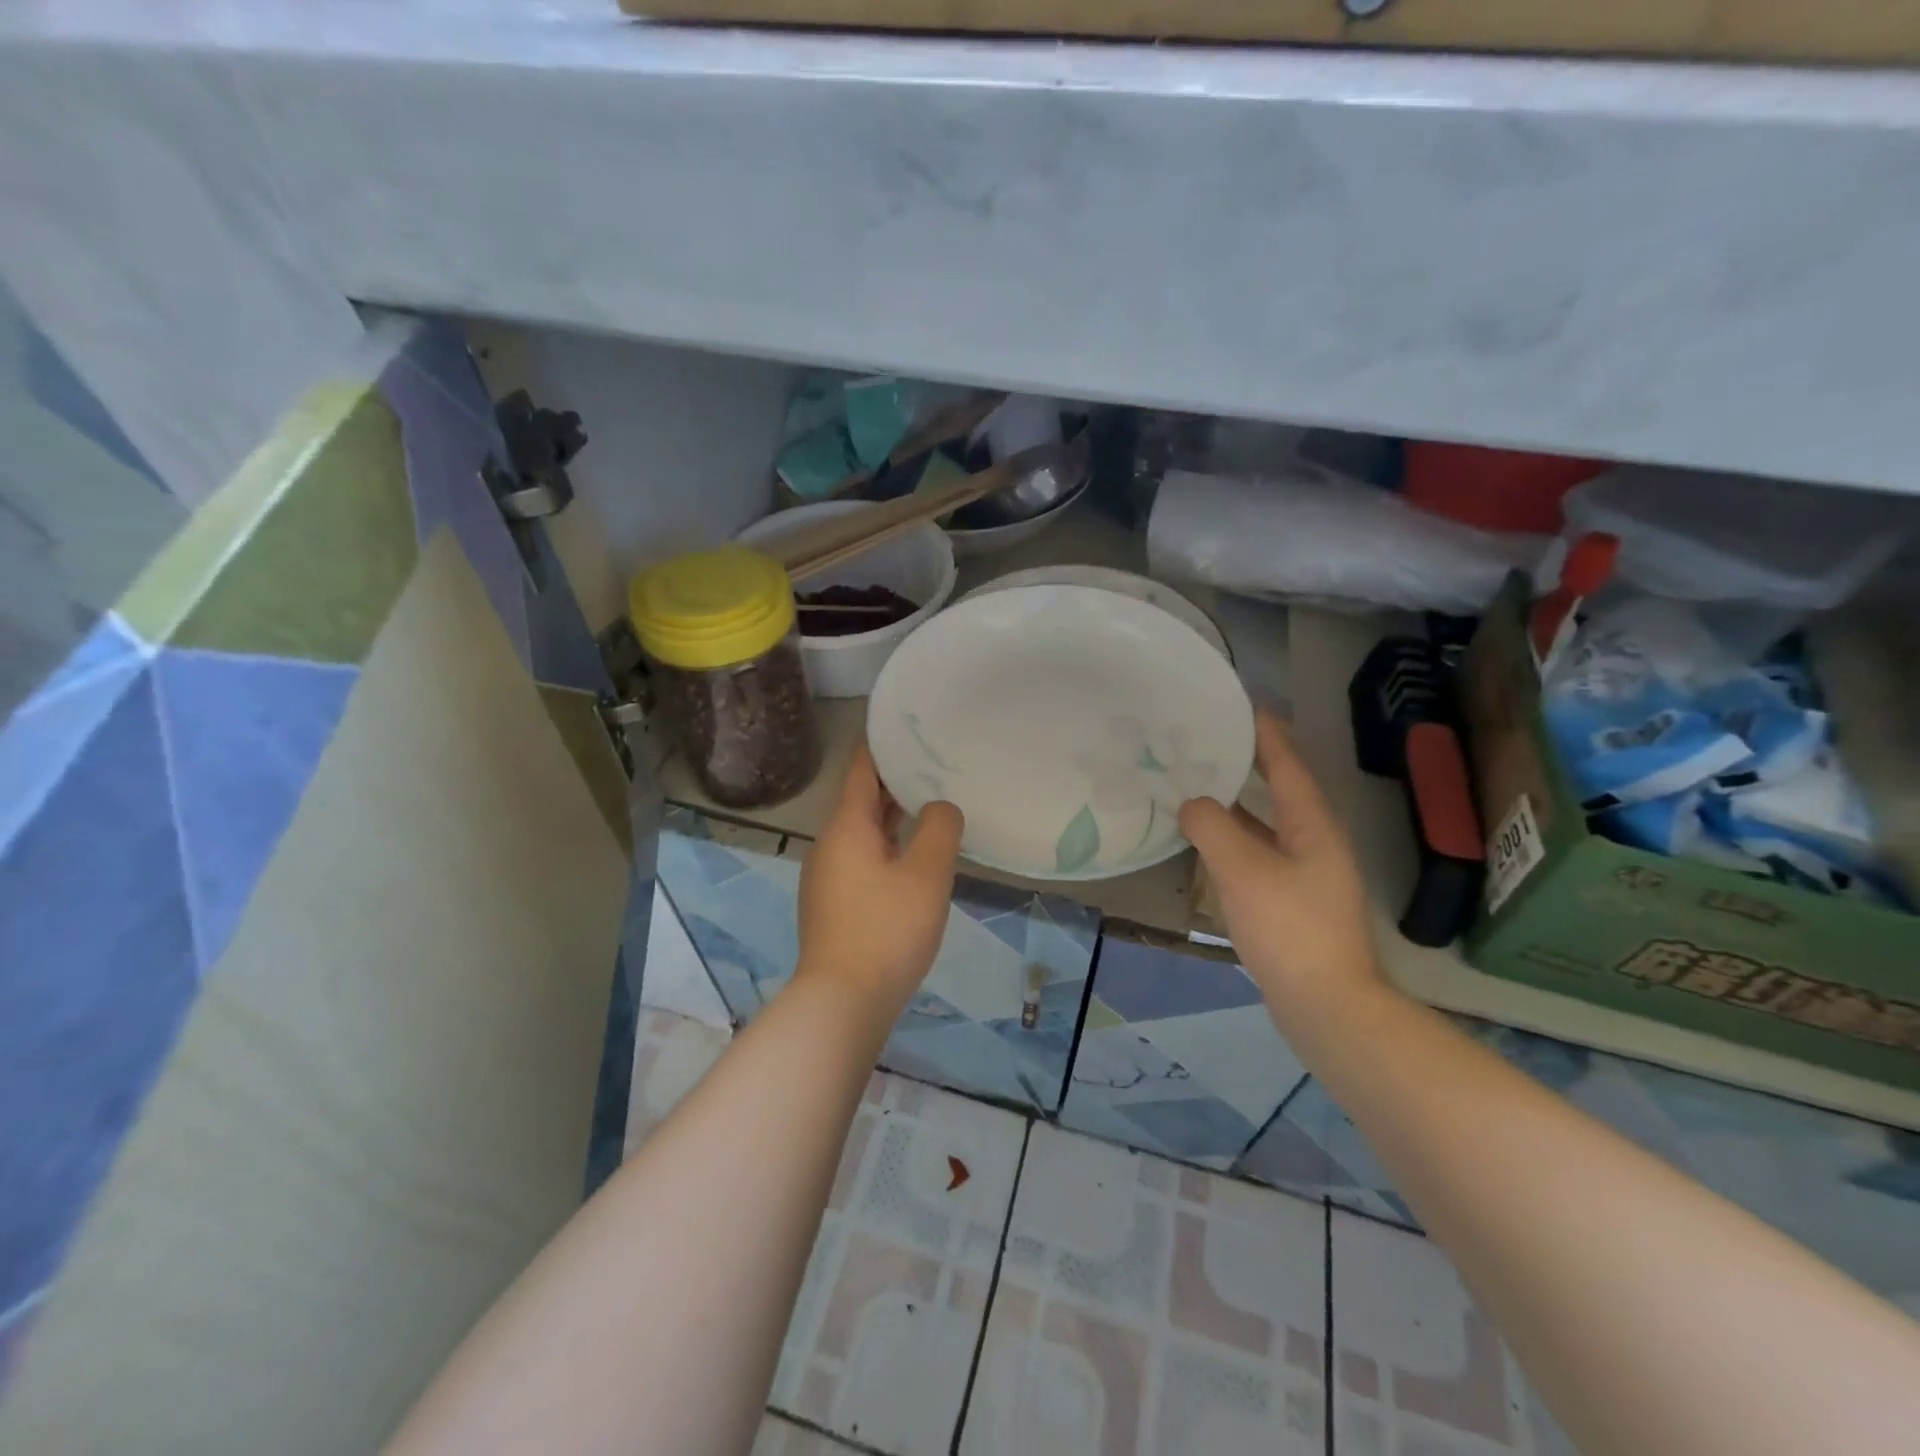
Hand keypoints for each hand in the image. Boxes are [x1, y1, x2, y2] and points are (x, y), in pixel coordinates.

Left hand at [796, 744, 963, 1015]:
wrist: (842, 1001)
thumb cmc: (887, 928)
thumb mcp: (927, 873)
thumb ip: (939, 828)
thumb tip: (939, 808)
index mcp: (847, 826)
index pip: (861, 769)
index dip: (882, 745)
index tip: (907, 727)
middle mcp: (829, 844)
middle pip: (861, 800)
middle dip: (893, 782)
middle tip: (932, 765)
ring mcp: (826, 877)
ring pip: (862, 832)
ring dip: (891, 817)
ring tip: (929, 807)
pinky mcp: (832, 904)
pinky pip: (860, 859)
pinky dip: (885, 847)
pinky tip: (912, 860)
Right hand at [1180, 711, 1386, 1019]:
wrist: (1325, 1006)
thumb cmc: (1288, 929)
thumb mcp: (1242, 870)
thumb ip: (1211, 827)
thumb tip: (1192, 804)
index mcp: (1312, 825)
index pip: (1287, 763)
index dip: (1264, 732)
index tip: (1238, 705)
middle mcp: (1315, 842)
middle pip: (1278, 789)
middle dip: (1244, 764)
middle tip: (1202, 744)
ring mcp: (1307, 874)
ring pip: (1266, 824)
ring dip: (1235, 804)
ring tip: (1195, 785)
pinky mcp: (1293, 902)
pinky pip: (1258, 854)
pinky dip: (1233, 840)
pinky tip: (1206, 844)